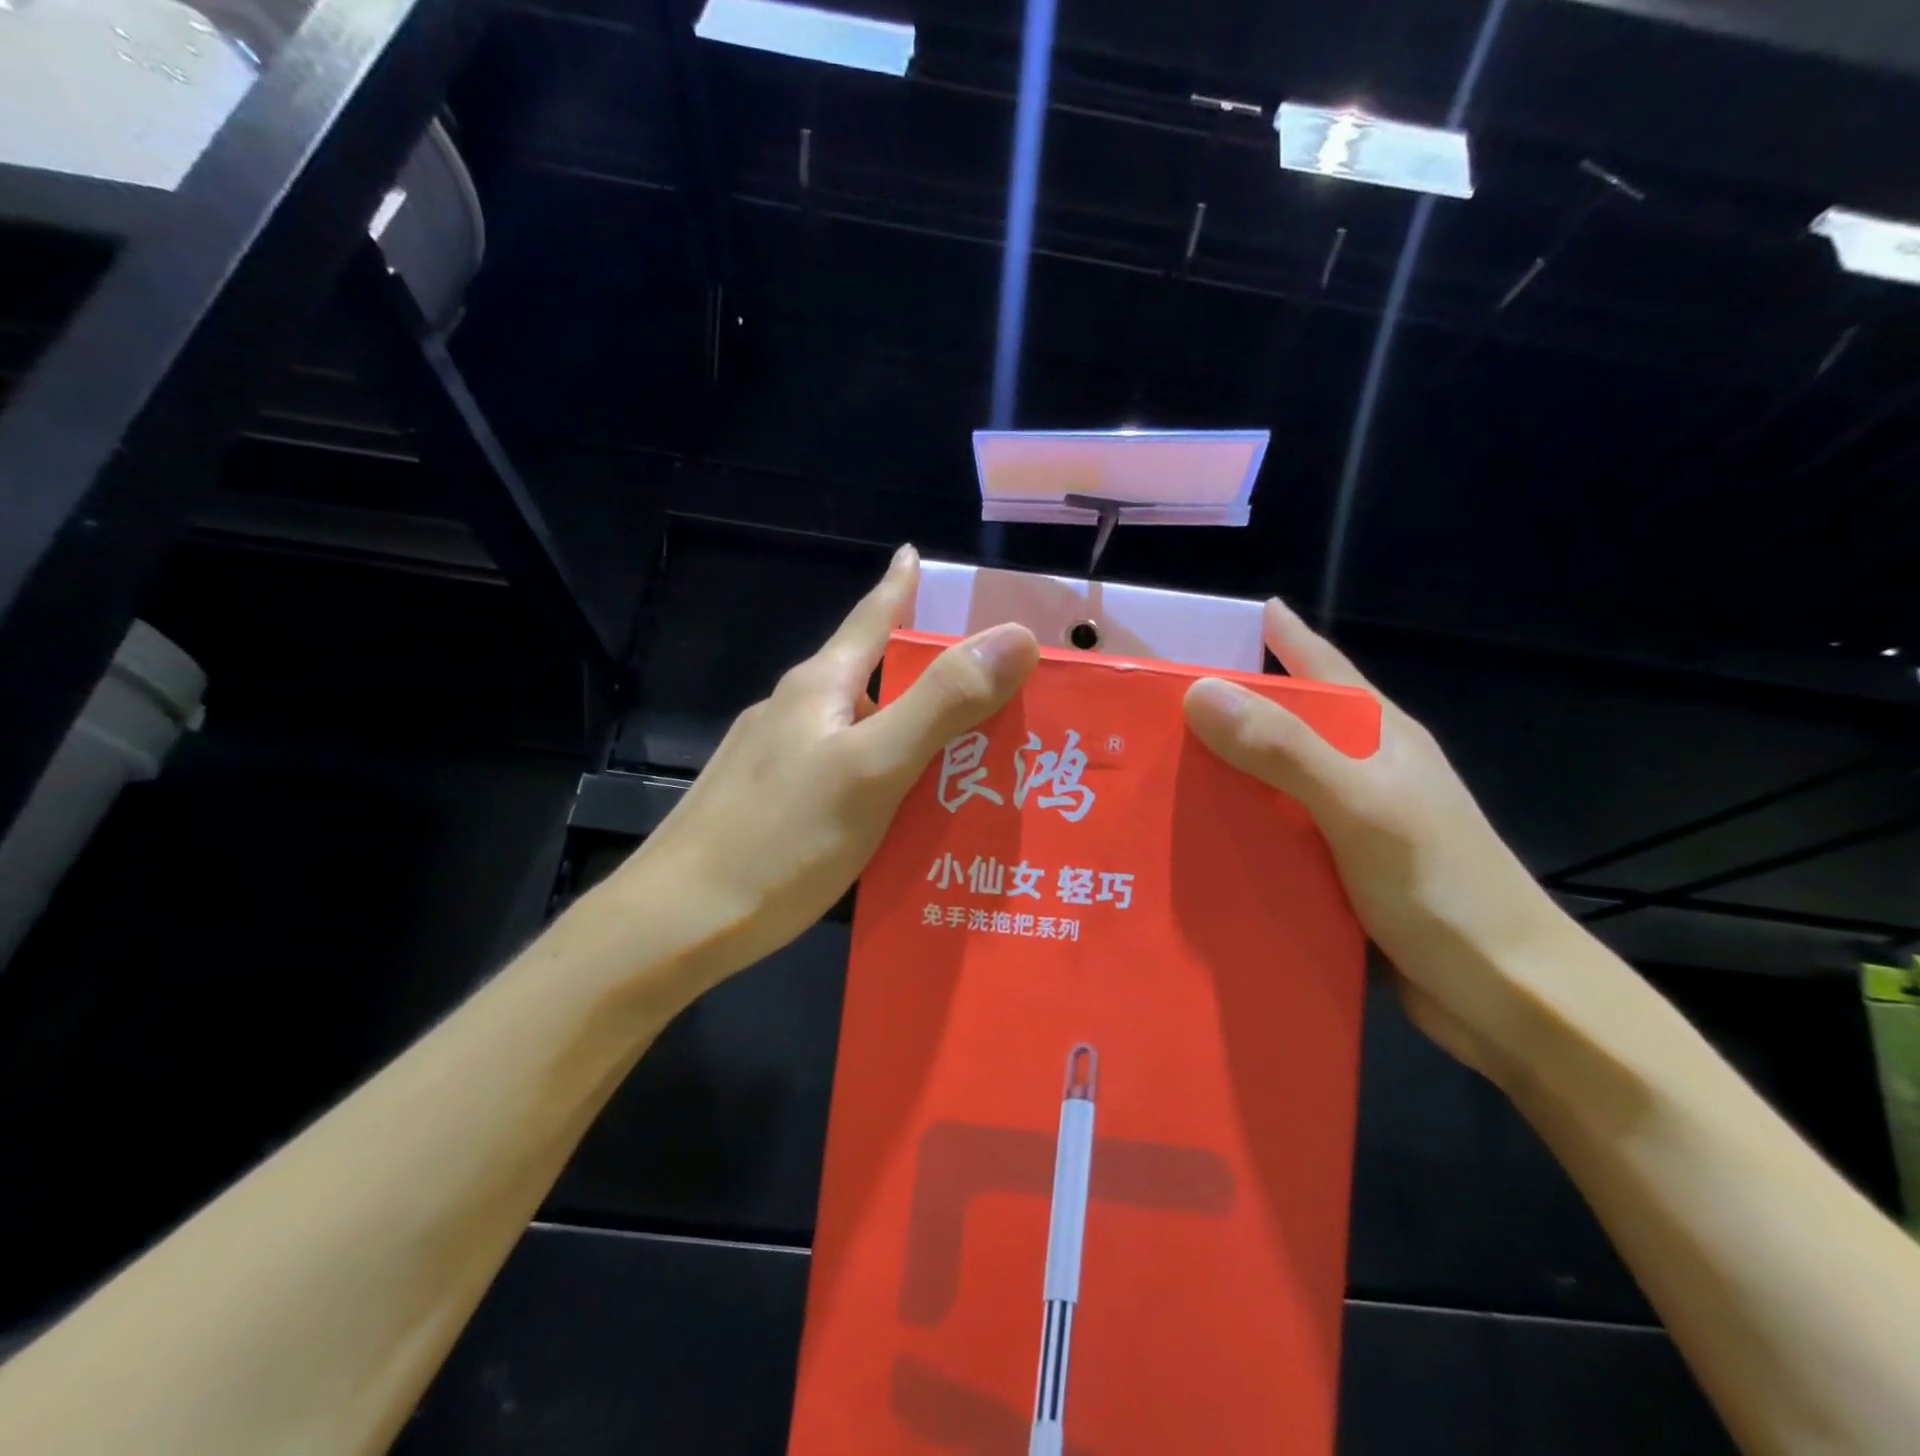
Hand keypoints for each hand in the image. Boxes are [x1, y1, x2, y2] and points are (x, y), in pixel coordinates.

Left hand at [618, 546, 1038, 991]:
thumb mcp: (873, 767)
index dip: (899, 585)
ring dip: (910, 729)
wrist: (675, 922)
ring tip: (964, 752)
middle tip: (992, 682)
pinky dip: (884, 774)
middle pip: (873, 675)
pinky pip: (844, 771)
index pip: (871, 617)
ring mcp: (776, 760)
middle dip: (927, 670)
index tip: (919, 553)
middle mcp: (795, 712)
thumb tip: (1015, 635)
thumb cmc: (780, 839)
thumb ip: (942, 702)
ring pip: (859, 728)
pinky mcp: (771, 805)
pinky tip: (904, 809)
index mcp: (820, 687)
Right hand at [1182, 599, 1571, 1083]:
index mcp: (1378, 737)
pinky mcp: (1334, 873)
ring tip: (1149, 774)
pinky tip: (1189, 842)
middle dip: (1222, 711)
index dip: (1274, 636)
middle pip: (1282, 725)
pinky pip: (1270, 837)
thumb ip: (1285, 750)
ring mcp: (1348, 825)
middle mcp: (1360, 772)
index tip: (1206, 625)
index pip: (1318, 665)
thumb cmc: (1444, 889)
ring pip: (1270, 785)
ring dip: (1220, 778)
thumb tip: (1198, 691)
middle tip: (1148, 708)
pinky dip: (1234, 832)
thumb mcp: (1362, 808)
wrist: (1511, 1001)